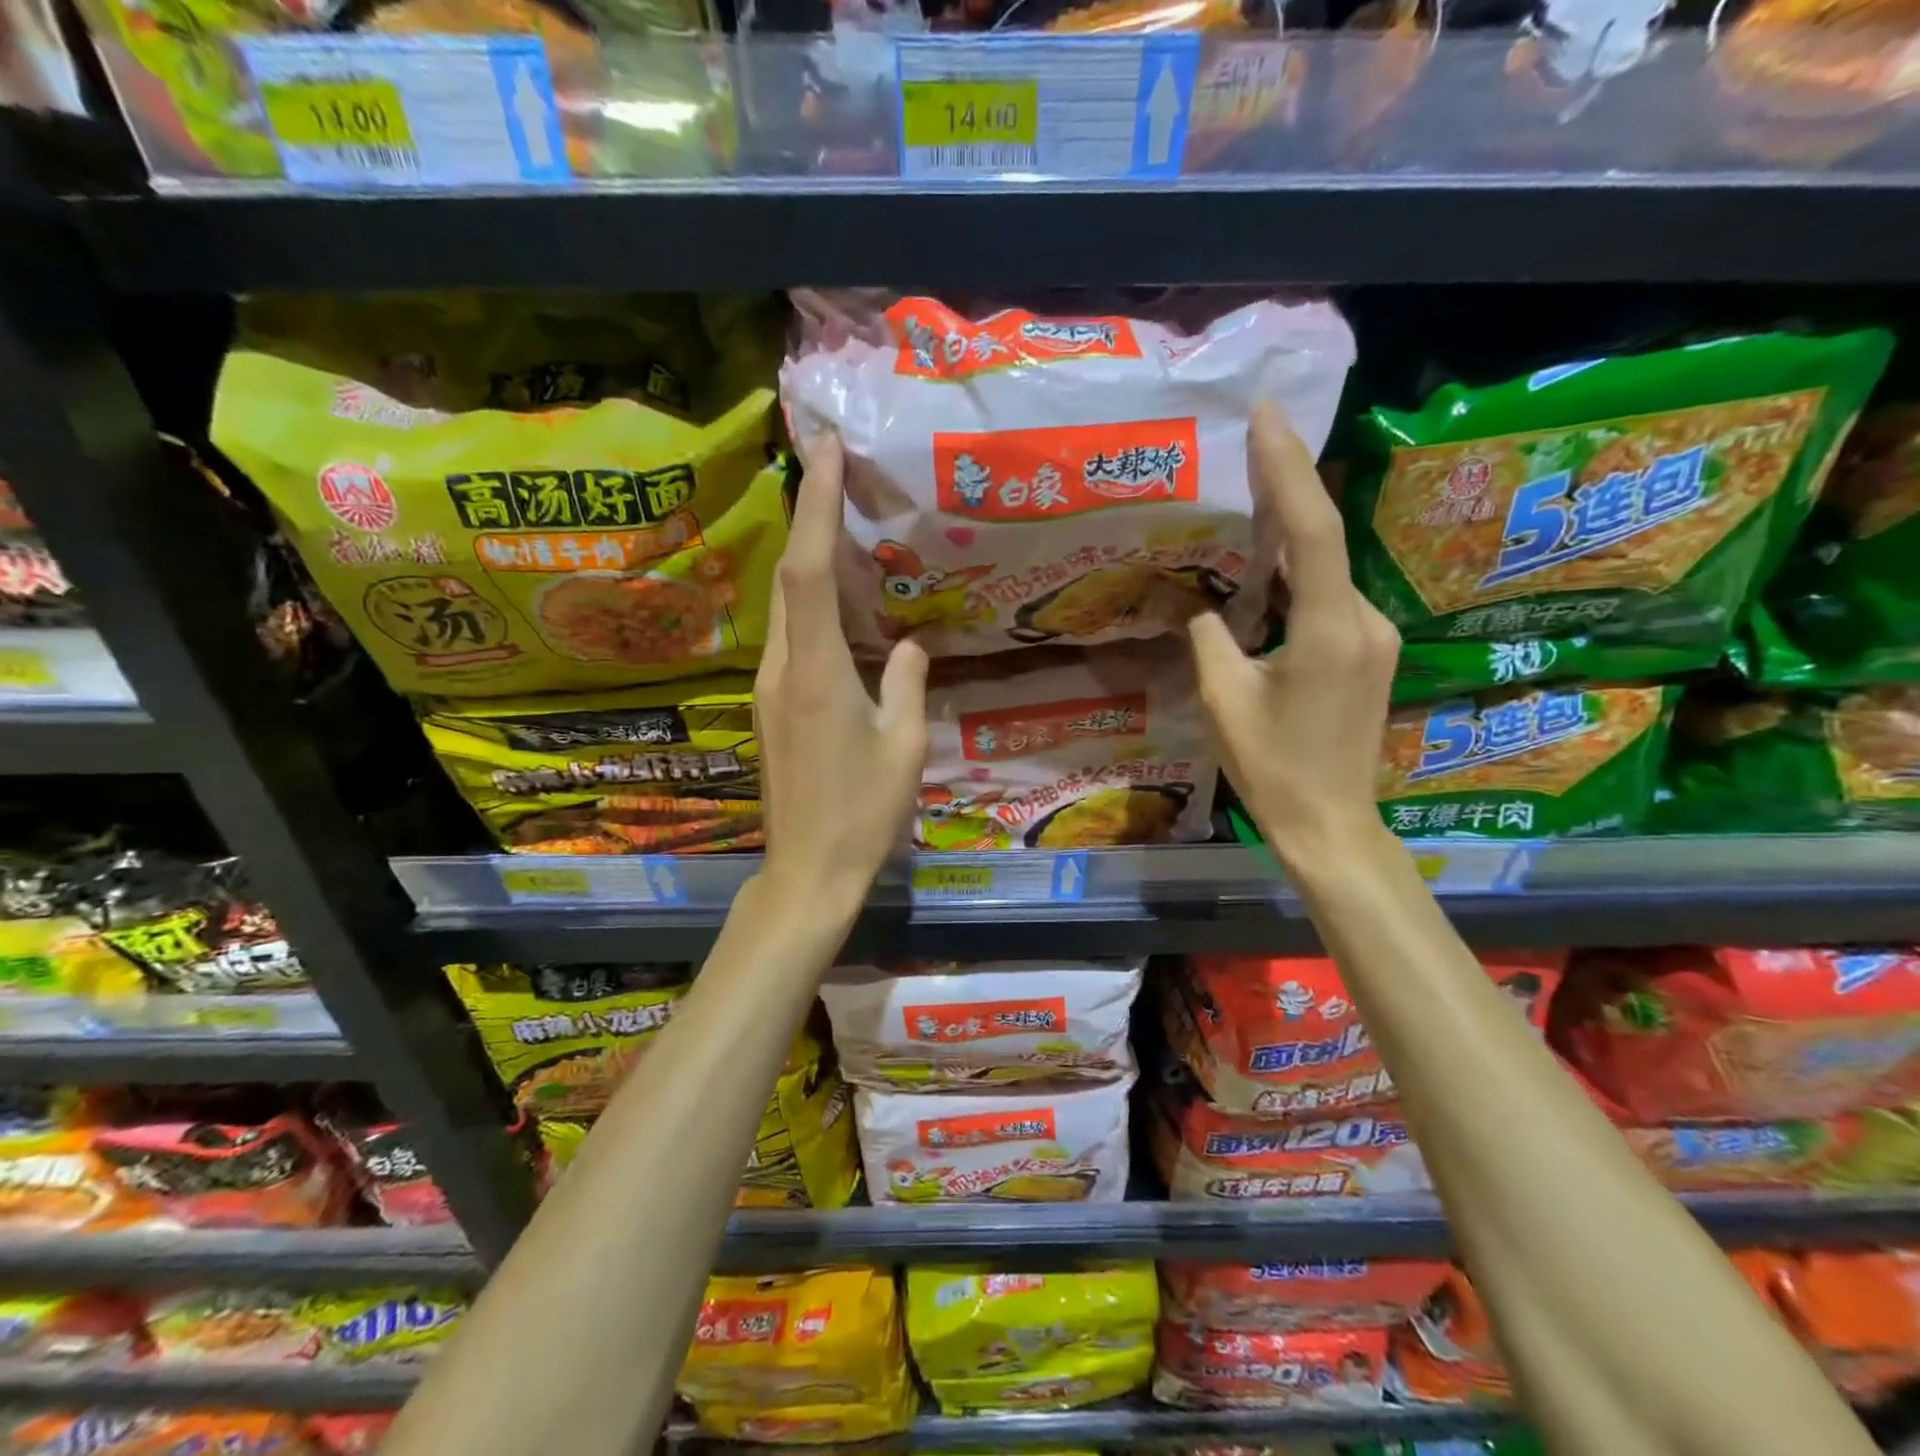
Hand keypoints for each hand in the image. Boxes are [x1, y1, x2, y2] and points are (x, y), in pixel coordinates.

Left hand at [755, 432, 928, 913]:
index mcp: (818, 672)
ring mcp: (770, 688)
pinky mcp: (771, 706)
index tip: (826, 450)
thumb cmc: (863, 813)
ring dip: (807, 556)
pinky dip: (810, 601)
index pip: (810, 570)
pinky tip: (839, 600)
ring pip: (785, 605)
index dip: (817, 506)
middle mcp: (783, 668)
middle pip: (789, 576)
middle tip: (834, 468)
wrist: (807, 871)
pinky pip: (790, 636)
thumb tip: (910, 644)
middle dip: (808, 515)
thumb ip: (907, 683)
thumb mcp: (903, 746)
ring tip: (841, 520)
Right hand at [1188, 403, 1399, 867]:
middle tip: (1251, 445)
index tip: (1268, 417)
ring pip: (1327, 573)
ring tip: (1248, 505)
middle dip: (1288, 491)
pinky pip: (1331, 601)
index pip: (1313, 531)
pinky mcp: (1370, 654)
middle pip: (1324, 542)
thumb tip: (1204, 607)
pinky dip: (1299, 579)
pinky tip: (1267, 576)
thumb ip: (1210, 639)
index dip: (1289, 469)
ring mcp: (1375, 638)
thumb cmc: (1271, 767)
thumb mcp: (1222, 700)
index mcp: (1329, 630)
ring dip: (1290, 540)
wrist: (1331, 824)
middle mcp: (1365, 621)